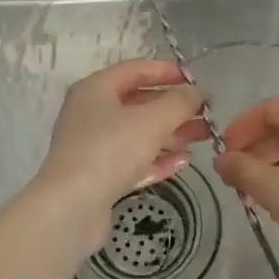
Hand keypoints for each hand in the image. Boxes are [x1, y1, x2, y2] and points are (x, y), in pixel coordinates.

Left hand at [31, 59, 210, 248]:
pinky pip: (134, 160)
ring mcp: (94, 146)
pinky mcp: (99, 176)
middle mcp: (91, 113)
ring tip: (203, 137)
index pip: (135, 70)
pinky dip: (158, 158)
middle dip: (174, 108)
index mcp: (96, 90)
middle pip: (139, 103)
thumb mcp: (152, 120)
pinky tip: (183, 162)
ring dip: (171, 133)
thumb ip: (179, 102)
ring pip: (139, 133)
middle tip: (206, 114)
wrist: (71, 208)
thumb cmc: (110, 151)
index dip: (167, 71)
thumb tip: (196, 92)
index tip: (196, 80)